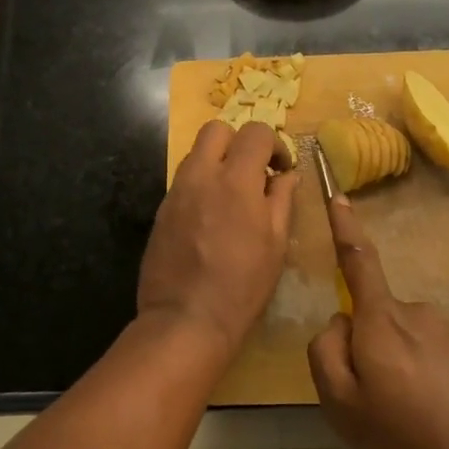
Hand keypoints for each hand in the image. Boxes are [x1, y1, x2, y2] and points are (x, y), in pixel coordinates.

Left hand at [137, 121, 298, 357]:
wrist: (185, 319)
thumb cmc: (242, 286)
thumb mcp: (275, 244)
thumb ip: (281, 200)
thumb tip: (287, 175)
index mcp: (236, 180)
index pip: (255, 132)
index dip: (275, 144)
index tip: (282, 170)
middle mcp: (202, 175)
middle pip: (217, 129)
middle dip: (239, 141)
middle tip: (253, 172)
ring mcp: (177, 190)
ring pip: (196, 152)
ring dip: (217, 161)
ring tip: (232, 195)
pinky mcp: (162, 209)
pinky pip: (184, 179)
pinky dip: (201, 183)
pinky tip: (211, 216)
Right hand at [307, 194, 448, 448]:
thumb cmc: (402, 436)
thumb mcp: (341, 405)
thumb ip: (325, 353)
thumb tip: (339, 322)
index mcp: (381, 320)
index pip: (358, 260)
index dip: (345, 227)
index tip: (339, 196)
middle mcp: (415, 312)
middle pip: (374, 315)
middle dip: (366, 345)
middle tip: (373, 400)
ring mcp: (446, 330)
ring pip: (401, 337)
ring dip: (395, 363)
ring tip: (406, 414)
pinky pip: (428, 352)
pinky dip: (421, 375)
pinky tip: (431, 413)